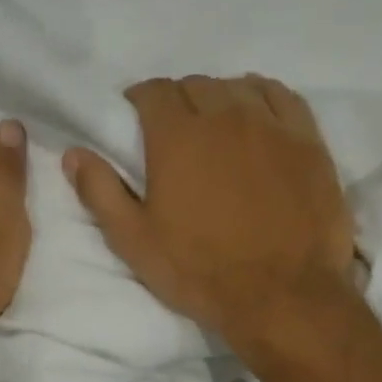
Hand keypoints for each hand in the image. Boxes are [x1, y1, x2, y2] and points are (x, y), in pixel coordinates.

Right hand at [64, 75, 357, 352]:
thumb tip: (73, 153)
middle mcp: (224, 117)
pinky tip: (255, 116)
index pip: (153, 91)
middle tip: (171, 130)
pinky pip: (282, 96)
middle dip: (176, 100)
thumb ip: (100, 191)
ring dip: (217, 98)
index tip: (135, 118)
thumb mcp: (134, 240)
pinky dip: (261, 97)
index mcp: (177, 137)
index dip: (139, 100)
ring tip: (213, 125)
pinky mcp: (308, 141)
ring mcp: (271, 125)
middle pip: (194, 85)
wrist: (283, 297)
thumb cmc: (199, 270)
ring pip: (237, 86)